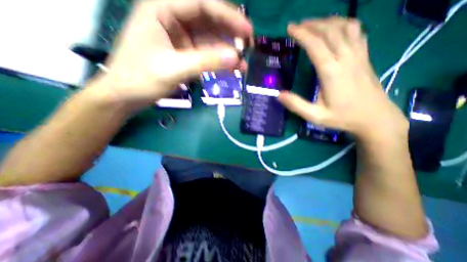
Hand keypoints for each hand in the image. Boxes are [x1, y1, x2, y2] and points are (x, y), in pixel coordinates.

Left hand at [91, 0, 251, 111]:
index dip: (229, 17)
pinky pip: (205, 53)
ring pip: (209, 39)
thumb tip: (235, 58)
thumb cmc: (141, 79)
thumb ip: (205, 62)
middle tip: (248, 47)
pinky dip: (218, 61)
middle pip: (209, 20)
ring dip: (226, 52)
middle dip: (230, 34)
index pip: (202, 4)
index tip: (248, 32)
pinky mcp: (183, 53)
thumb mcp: (174, 69)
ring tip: (242, 65)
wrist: (125, 96)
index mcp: (161, 9)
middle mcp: (172, 18)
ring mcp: (179, 37)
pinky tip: (230, 69)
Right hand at [276, 17, 408, 141]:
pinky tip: (335, 28)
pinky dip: (343, 24)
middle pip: (329, 31)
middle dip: (311, 24)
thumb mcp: (315, 116)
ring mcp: (358, 54)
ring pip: (344, 26)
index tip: (290, 29)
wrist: (374, 117)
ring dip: (327, 21)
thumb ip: (297, 105)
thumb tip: (279, 95)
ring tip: (313, 24)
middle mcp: (346, 58)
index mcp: (332, 72)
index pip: (316, 45)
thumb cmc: (343, 117)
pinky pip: (356, 31)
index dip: (302, 34)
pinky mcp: (364, 56)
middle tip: (297, 25)